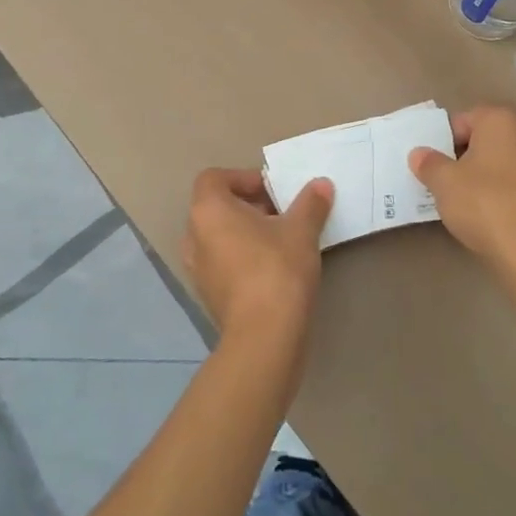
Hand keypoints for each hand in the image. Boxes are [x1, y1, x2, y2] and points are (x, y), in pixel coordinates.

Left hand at [183, 168, 334, 342]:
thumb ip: (310, 203)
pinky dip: (242, 258)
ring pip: (219, 237)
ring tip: (280, 240)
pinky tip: (272, 269)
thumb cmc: (277, 269)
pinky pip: (222, 263)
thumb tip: (322, 184)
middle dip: (249, 205)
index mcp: (208, 210)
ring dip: (245, 233)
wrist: (264, 337)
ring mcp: (197, 268)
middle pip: (217, 207)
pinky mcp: (208, 295)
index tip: (273, 191)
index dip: (243, 178)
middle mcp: (194, 235)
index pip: (215, 178)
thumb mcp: (301, 230)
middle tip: (282, 213)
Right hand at [409, 105, 515, 280]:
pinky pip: (509, 183)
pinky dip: (495, 191)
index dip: (441, 143)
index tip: (431, 165)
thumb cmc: (481, 201)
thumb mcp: (442, 180)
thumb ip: (427, 162)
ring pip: (495, 162)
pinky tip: (481, 212)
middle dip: (460, 156)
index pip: (460, 122)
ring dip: (477, 175)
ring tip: (458, 198)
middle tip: (441, 179)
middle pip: (480, 140)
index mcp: (500, 119)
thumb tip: (419, 154)